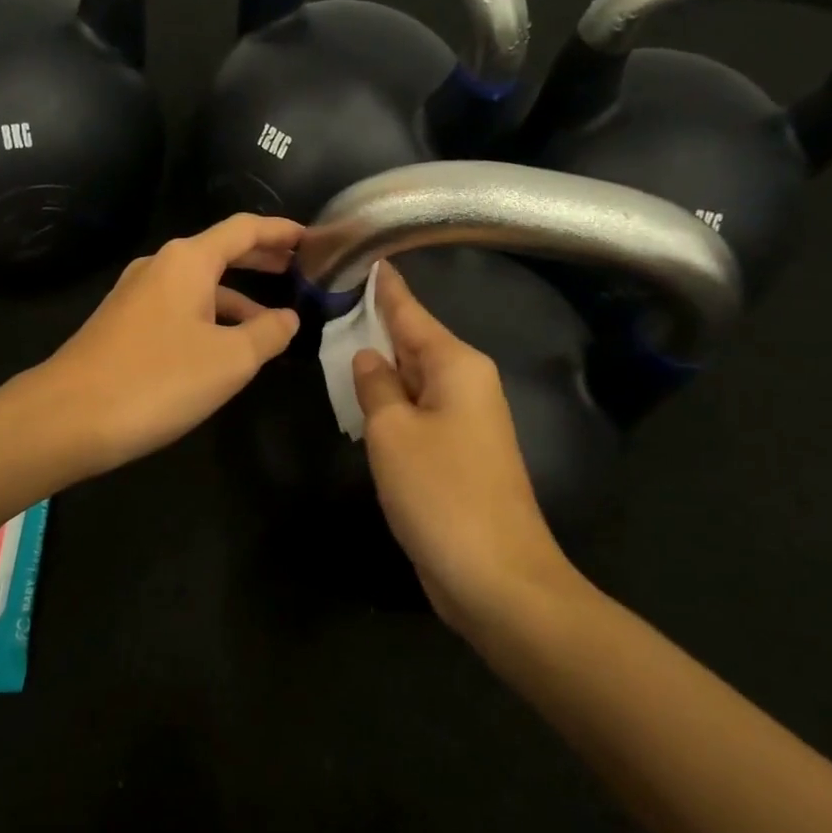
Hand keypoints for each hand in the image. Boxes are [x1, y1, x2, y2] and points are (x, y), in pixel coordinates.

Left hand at [33, 214, 303, 474]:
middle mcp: (159, 267)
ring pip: (199, 286)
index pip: (244, 230)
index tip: (312, 239)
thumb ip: (268, 334)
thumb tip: (288, 318)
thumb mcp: (230, 360)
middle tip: (299, 271)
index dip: (281, 231)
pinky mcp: (123, 325)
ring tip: (272, 324)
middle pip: (220, 252)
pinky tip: (224, 348)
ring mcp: (136, 295)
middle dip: (261, 261)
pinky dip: (210, 318)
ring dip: (237, 299)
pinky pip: (179, 309)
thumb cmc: (158, 380)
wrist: (67, 418)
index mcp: (187, 261)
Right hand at [353, 262, 583, 630]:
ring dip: (382, 363)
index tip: (368, 256)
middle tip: (335, 297)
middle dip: (378, 322)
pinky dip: (391, 400)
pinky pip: (418, 410)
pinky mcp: (458, 453)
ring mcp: (465, 420)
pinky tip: (364, 396)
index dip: (386, 287)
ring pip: (414, 377)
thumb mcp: (393, 432)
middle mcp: (467, 384)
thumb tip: (367, 357)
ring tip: (340, 337)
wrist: (496, 576)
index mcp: (457, 365)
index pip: (411, 312)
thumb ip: (375, 386)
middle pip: (415, 341)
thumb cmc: (441, 493)